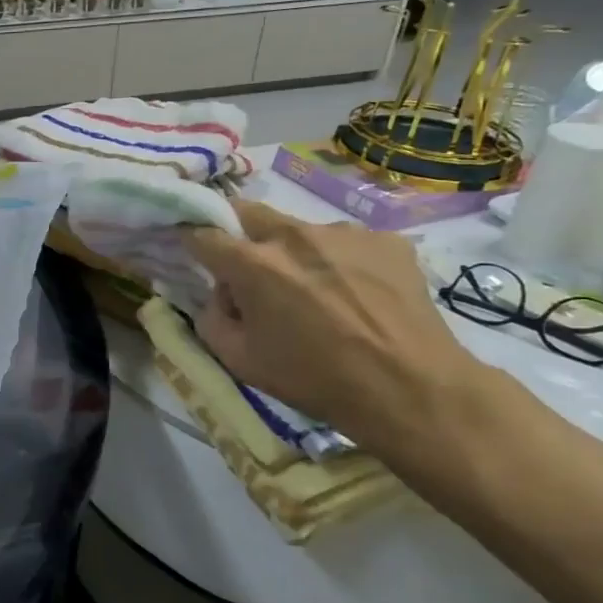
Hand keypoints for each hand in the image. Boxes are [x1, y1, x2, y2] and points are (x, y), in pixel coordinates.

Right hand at [186, 200, 477, 449]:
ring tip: (317, 292)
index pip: (203, 234)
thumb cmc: (314, 380)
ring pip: (301, 230)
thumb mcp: (239, 361)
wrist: (411, 389)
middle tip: (249, 269)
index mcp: (253, 264)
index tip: (191, 252)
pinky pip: (347, 243)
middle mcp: (295, 235)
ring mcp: (345, 233)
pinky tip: (358, 296)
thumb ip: (212, 318)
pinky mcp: (387, 240)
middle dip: (238, 233)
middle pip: (248, 212)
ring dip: (294, 252)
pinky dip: (340, 262)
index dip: (190, 241)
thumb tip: (221, 294)